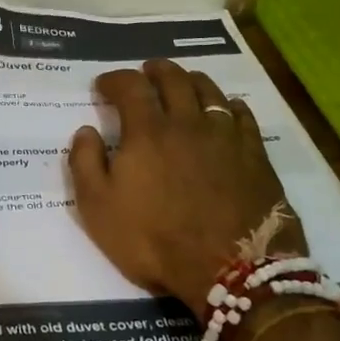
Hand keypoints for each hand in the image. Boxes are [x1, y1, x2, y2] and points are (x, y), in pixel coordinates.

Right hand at [68, 60, 304, 316]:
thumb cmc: (155, 240)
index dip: (115, 79)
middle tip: (146, 72)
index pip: (130, 86)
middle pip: (174, 78)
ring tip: (184, 82)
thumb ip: (84, 164)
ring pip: (210, 91)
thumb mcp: (99, 209)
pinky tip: (227, 109)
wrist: (230, 271)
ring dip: (192, 80)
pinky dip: (231, 105)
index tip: (104, 85)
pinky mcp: (255, 155)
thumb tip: (86, 131)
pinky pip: (243, 116)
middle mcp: (187, 122)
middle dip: (155, 70)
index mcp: (147, 131)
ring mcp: (226, 137)